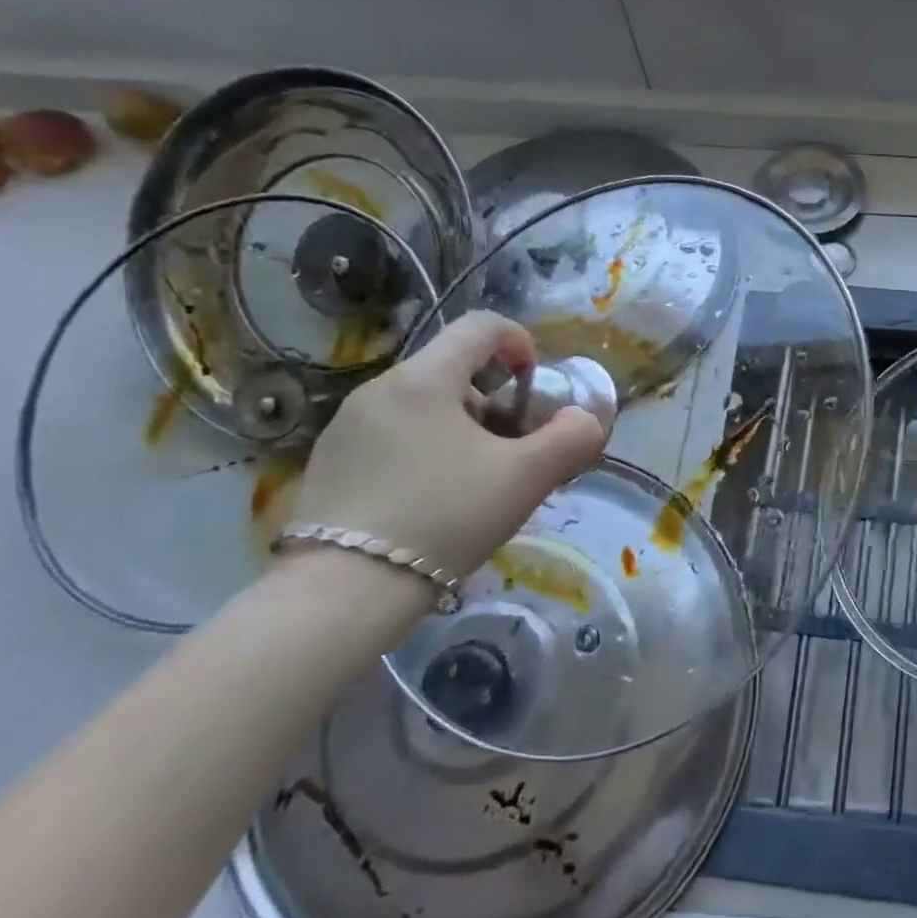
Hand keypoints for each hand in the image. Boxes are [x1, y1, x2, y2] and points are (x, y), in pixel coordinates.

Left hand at [290, 311, 607, 578]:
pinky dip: (428, 447)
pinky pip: (395, 432)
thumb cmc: (445, 517)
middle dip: (497, 397)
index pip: (481, 327)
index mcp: (424, 379)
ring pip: (424, 403)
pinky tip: (435, 497)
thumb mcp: (526, 477)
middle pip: (454, 367)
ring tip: (478, 477)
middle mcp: (380, 388)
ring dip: (464, 425)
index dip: (521, 344)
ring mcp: (348, 424)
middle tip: (514, 446)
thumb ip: (571, 438)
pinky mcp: (331, 459)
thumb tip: (584, 419)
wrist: (344, 590)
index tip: (535, 387)